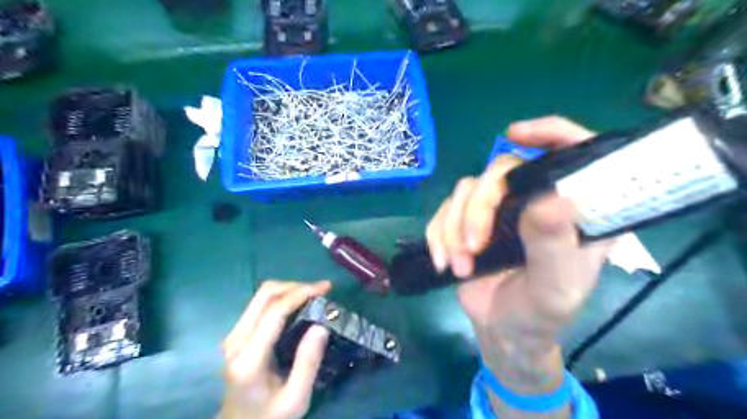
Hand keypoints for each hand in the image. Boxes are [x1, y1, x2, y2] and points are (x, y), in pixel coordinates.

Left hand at [219, 279, 330, 418]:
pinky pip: (260, 305)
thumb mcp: (296, 399)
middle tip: (321, 290)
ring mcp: (233, 336)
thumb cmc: (269, 417)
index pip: (274, 312)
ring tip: (313, 296)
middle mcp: (236, 341)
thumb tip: (321, 325)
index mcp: (249, 359)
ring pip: (261, 296)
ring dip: (289, 290)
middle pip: (264, 295)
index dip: (301, 293)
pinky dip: (281, 298)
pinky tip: (298, 305)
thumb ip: (308, 362)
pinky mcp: (236, 334)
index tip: (326, 288)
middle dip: (296, 286)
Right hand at [425, 116, 612, 414]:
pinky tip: (443, 262)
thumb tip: (550, 199)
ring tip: (458, 265)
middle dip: (478, 209)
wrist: (504, 330)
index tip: (515, 136)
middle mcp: (532, 200)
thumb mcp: (556, 289)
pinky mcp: (465, 223)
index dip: (549, 132)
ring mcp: (495, 211)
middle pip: (498, 172)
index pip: (570, 153)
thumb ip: (554, 247)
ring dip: (454, 228)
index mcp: (570, 209)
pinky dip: (437, 235)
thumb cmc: (541, 312)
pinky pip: (442, 212)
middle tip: (473, 247)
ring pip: (464, 191)